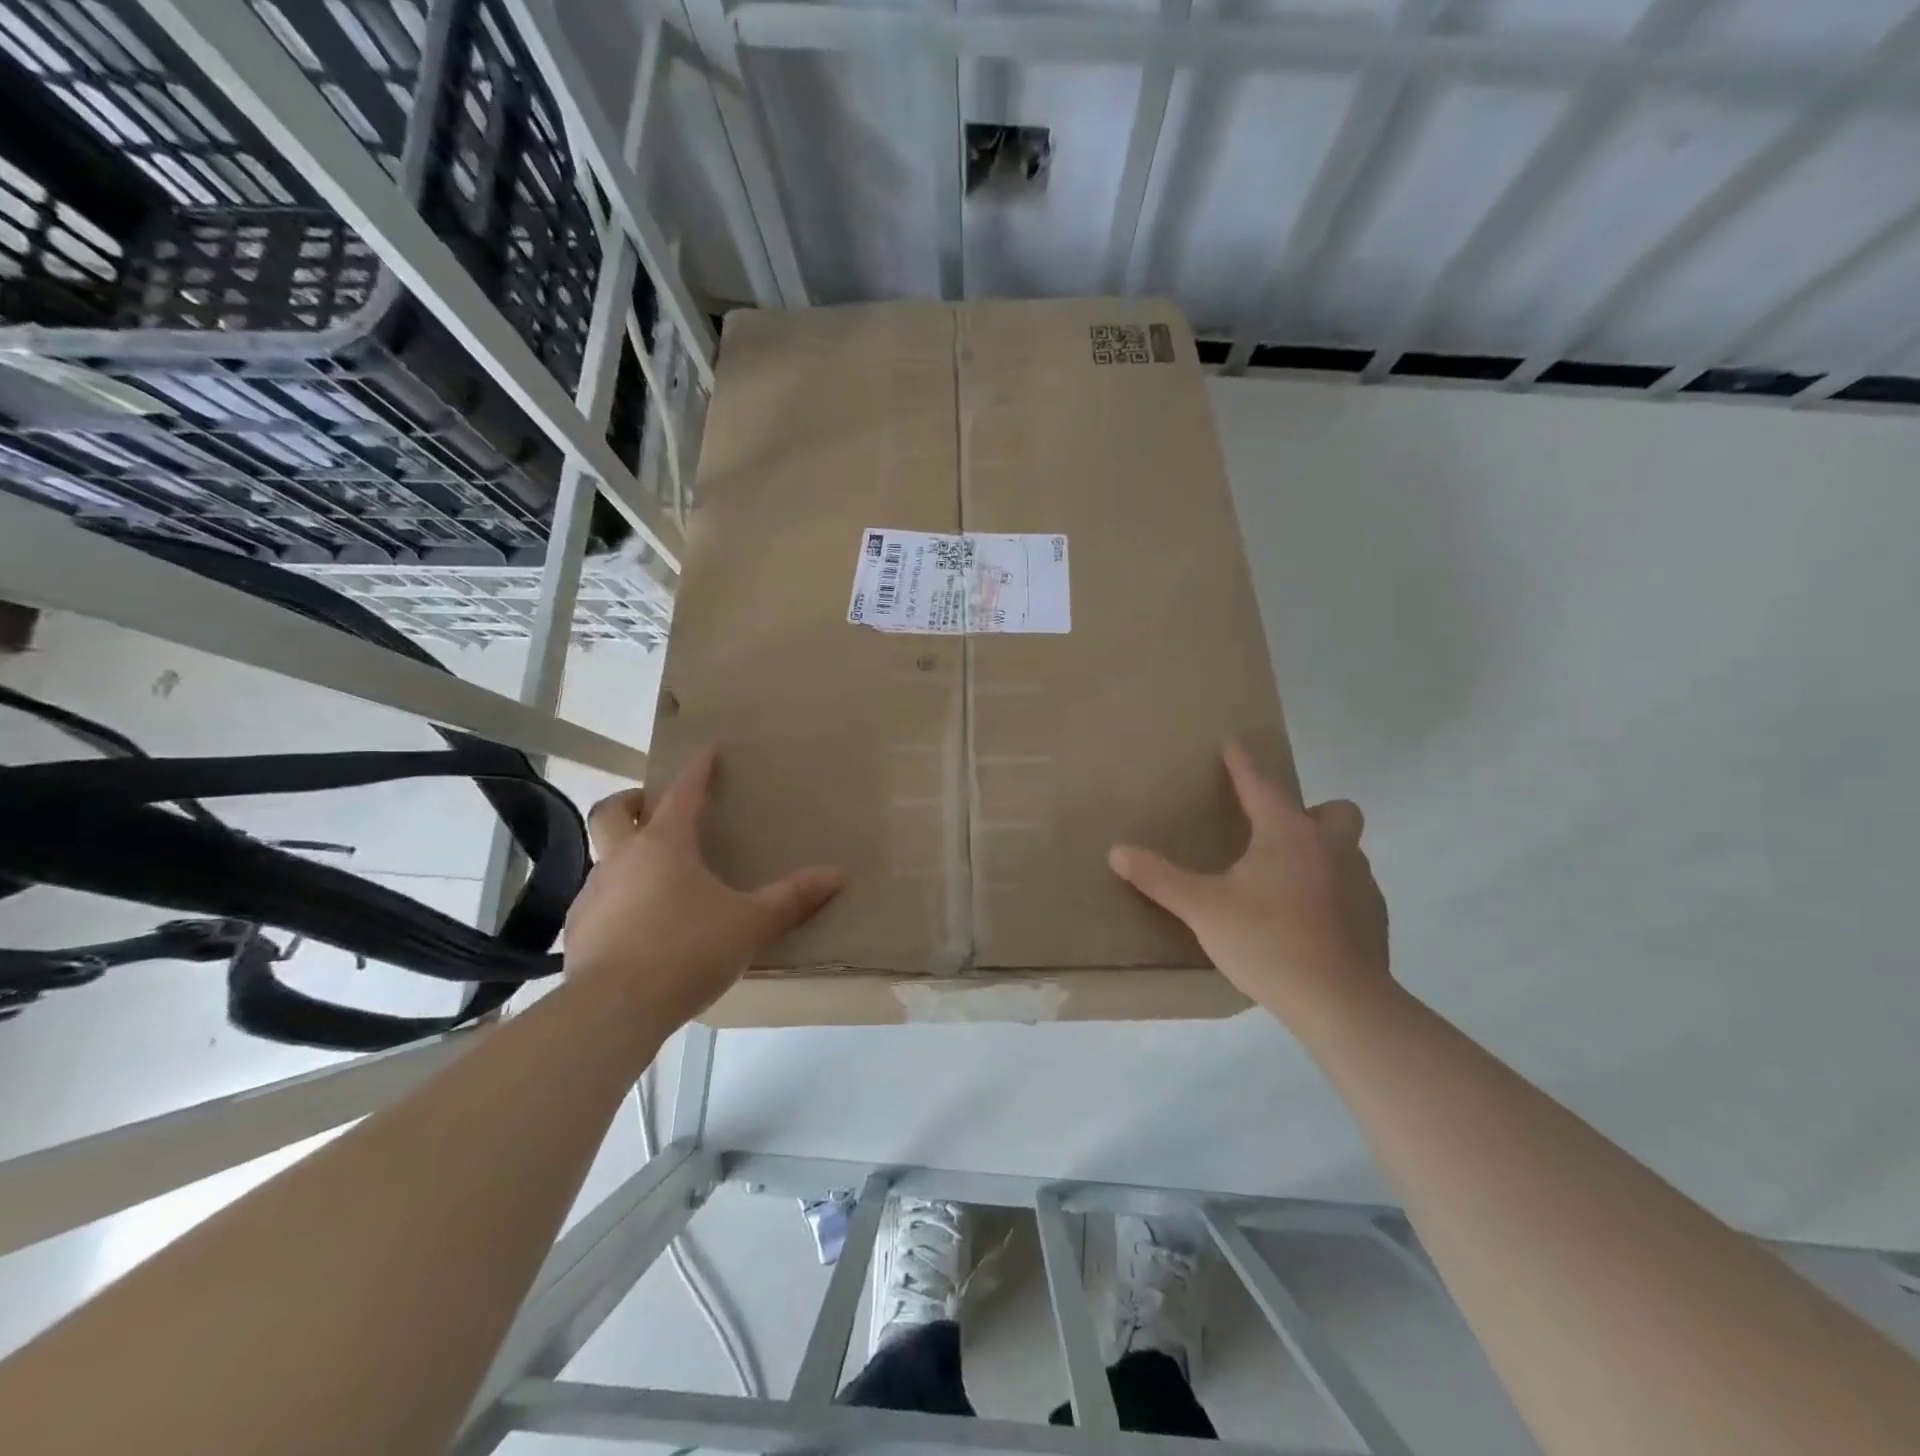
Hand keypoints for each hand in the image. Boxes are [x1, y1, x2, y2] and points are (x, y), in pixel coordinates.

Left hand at [565, 748, 843, 1026]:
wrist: (615, 1008)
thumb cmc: (688, 950)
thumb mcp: (751, 924)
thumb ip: (792, 898)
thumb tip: (837, 874)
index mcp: (665, 845)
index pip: (682, 794)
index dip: (696, 770)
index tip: (705, 751)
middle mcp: (622, 859)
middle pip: (612, 812)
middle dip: (631, 801)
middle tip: (651, 806)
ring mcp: (593, 894)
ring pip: (602, 858)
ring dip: (623, 856)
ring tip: (653, 879)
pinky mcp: (578, 932)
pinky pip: (598, 902)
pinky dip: (616, 901)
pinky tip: (636, 928)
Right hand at [1107, 742, 1389, 1027]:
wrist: (1342, 1003)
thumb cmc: (1268, 942)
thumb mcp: (1203, 909)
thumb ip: (1160, 878)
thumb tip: (1116, 851)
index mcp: (1288, 834)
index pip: (1261, 785)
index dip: (1243, 764)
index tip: (1234, 745)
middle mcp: (1331, 847)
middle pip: (1334, 810)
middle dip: (1309, 812)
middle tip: (1276, 836)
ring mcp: (1361, 883)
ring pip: (1346, 850)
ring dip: (1321, 853)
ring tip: (1286, 883)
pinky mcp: (1374, 919)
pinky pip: (1353, 888)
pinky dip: (1332, 892)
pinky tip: (1309, 922)